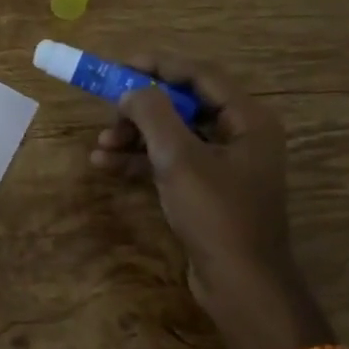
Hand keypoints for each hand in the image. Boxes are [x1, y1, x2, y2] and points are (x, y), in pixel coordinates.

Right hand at [90, 50, 328, 348]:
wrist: (240, 285)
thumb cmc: (217, 215)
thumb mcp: (179, 158)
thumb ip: (153, 114)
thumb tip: (130, 90)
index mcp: (247, 120)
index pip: (200, 74)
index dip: (158, 64)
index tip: (118, 63)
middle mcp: (238, 135)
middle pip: (183, 104)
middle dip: (140, 107)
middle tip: (107, 110)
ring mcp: (221, 164)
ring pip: (171, 134)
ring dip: (134, 135)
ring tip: (101, 145)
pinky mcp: (204, 189)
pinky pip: (168, 161)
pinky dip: (139, 160)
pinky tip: (106, 165)